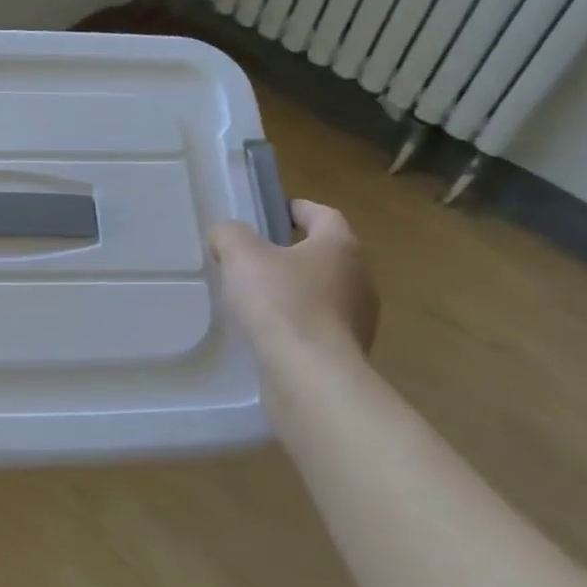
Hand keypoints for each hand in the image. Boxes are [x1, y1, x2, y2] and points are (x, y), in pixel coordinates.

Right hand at [210, 199, 379, 370]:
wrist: (311, 377)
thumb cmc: (281, 303)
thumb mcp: (241, 256)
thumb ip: (230, 235)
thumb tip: (227, 236)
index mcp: (340, 245)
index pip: (323, 214)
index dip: (296, 209)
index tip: (272, 212)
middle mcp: (359, 278)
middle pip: (325, 254)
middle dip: (294, 252)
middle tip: (256, 256)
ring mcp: (359, 319)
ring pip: (324, 292)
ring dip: (297, 290)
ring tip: (258, 298)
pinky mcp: (348, 353)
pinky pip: (319, 326)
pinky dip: (298, 323)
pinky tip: (269, 332)